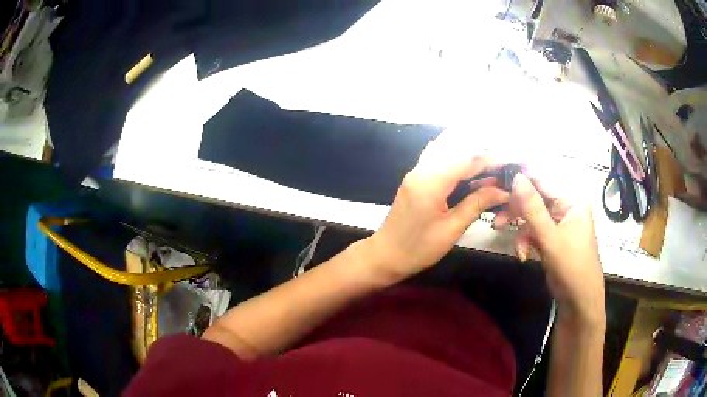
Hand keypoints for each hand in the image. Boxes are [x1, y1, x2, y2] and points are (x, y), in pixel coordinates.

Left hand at [367, 133, 508, 283]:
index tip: (510, 161)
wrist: (385, 256)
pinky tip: (467, 167)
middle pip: (457, 151)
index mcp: (431, 180)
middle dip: (482, 156)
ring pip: (447, 152)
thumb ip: (477, 204)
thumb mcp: (451, 229)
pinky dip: (455, 160)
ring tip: (491, 167)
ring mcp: (416, 172)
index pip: (467, 159)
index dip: (491, 159)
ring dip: (470, 157)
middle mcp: (422, 169)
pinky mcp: (415, 179)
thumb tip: (502, 191)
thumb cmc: (418, 248)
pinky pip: (437, 160)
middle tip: (503, 166)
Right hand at [505, 173, 604, 327]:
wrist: (579, 301)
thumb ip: (532, 208)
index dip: (521, 183)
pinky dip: (526, 242)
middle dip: (517, 212)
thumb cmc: (571, 266)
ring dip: (521, 231)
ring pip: (532, 218)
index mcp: (572, 201)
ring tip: (513, 244)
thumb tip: (516, 177)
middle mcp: (566, 209)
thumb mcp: (550, 237)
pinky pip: (534, 233)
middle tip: (498, 221)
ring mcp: (559, 225)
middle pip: (536, 201)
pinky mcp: (552, 240)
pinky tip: (523, 255)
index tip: (498, 184)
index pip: (543, 183)